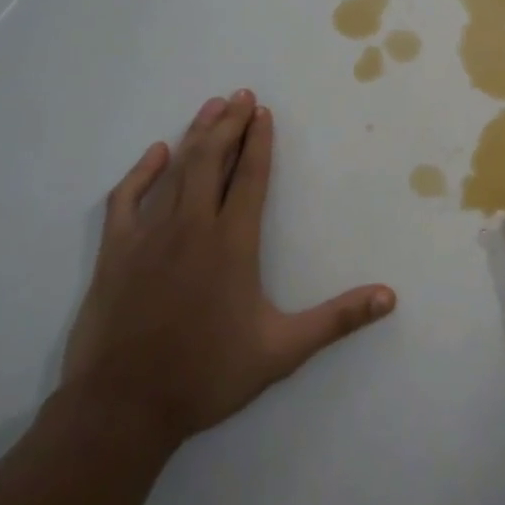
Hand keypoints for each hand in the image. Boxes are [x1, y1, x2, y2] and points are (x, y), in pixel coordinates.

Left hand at [61, 90, 395, 448]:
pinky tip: (156, 153)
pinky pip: (127, 199)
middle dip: (229, 125)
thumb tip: (389, 297)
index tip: (264, 113)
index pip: (251, 178)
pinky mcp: (115, 253)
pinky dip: (142, 172)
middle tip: (241, 95)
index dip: (260, 142)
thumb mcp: (282, 351)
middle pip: (213, 161)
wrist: (121, 410)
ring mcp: (149, 236)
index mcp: (233, 243)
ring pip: (176, 171)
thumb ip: (336, 320)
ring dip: (196, 136)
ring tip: (211, 107)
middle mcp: (192, 227)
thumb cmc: (206, 375)